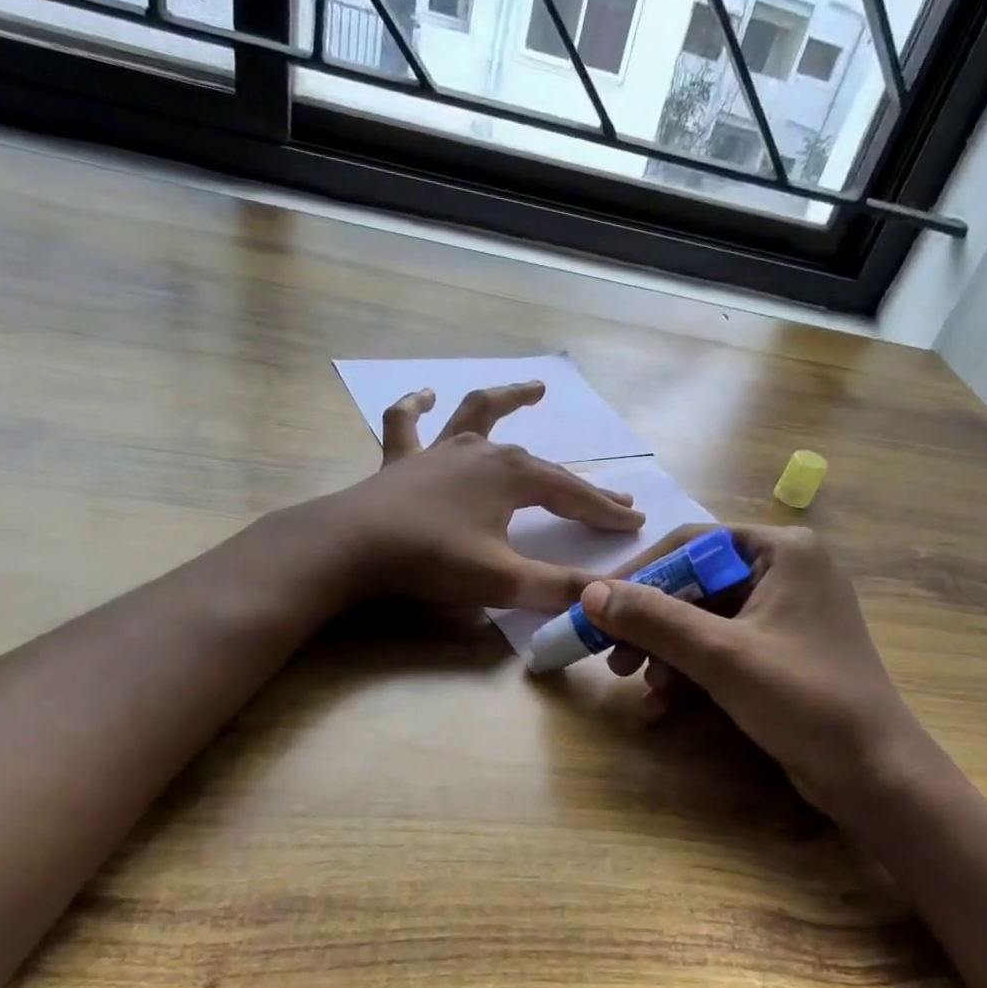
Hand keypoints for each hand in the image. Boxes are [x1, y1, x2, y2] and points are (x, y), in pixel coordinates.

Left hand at [320, 381, 644, 609]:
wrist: (352, 547)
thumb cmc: (432, 560)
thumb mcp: (503, 582)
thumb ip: (556, 589)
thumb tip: (604, 598)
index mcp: (513, 477)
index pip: (572, 496)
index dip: (605, 512)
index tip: (635, 523)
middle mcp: (482, 453)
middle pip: (543, 466)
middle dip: (580, 485)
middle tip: (613, 497)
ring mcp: (439, 451)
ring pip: (480, 416)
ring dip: (509, 401)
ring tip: (535, 389)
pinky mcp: (401, 461)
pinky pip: (408, 424)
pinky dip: (416, 406)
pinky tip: (424, 394)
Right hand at [581, 525, 947, 821]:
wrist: (873, 774)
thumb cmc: (804, 699)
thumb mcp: (721, 655)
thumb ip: (654, 619)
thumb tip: (589, 593)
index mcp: (782, 551)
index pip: (691, 544)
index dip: (640, 574)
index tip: (596, 605)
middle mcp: (784, 572)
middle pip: (694, 584)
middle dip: (651, 623)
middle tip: (612, 655)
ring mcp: (784, 614)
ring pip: (703, 619)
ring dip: (665, 651)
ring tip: (637, 684)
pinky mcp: (780, 651)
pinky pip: (721, 647)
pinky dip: (690, 669)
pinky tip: (664, 701)